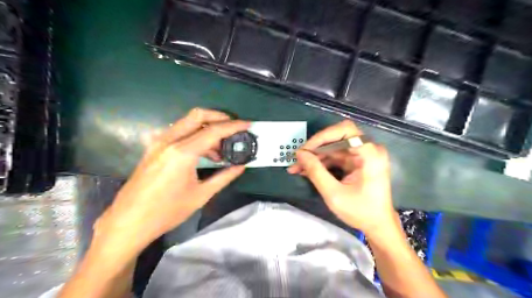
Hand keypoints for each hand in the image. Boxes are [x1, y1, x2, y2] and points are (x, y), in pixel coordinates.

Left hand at [92, 108, 249, 256]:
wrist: (129, 221)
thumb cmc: (167, 211)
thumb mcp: (201, 195)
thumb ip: (224, 177)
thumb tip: (242, 166)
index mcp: (182, 153)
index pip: (214, 131)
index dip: (234, 126)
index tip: (248, 125)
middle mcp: (169, 141)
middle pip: (198, 115)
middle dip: (219, 117)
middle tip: (234, 128)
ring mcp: (158, 142)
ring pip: (187, 122)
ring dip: (207, 129)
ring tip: (220, 151)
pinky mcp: (154, 147)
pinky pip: (178, 132)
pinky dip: (194, 135)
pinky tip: (202, 153)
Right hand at [287, 120, 393, 233]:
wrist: (378, 225)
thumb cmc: (360, 211)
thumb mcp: (334, 194)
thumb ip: (316, 172)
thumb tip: (300, 154)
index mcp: (370, 154)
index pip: (345, 130)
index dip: (323, 136)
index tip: (306, 150)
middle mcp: (368, 149)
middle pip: (337, 137)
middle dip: (315, 148)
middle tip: (298, 159)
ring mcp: (362, 155)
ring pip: (333, 147)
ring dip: (315, 157)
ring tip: (297, 168)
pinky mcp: (356, 161)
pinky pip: (335, 156)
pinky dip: (321, 162)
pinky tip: (307, 170)